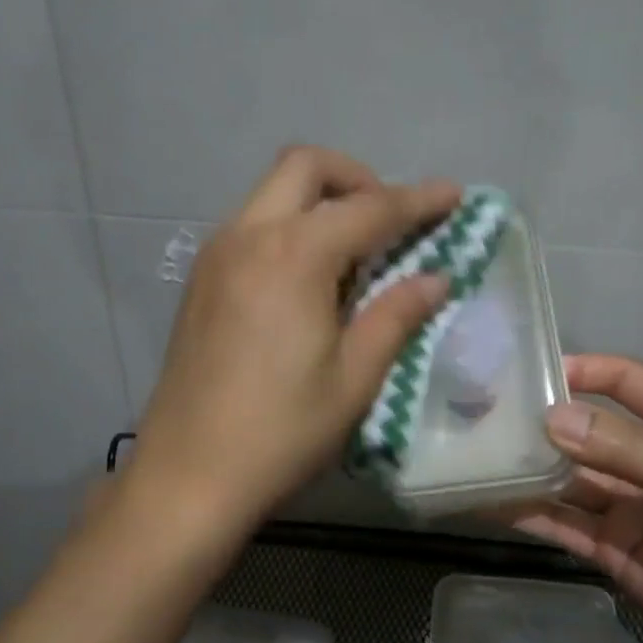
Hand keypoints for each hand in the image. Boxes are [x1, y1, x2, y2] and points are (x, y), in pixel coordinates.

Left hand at [130, 147, 460, 533]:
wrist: (188, 475)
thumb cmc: (281, 431)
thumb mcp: (354, 378)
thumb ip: (396, 316)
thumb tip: (436, 278)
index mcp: (293, 255)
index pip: (369, 209)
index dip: (418, 200)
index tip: (454, 195)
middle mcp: (248, 236)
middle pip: (305, 167)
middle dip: (357, 178)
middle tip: (390, 221)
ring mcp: (215, 255)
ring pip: (273, 193)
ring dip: (319, 201)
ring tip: (354, 253)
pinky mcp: (200, 280)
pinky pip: (251, 225)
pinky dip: (288, 227)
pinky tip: (307, 278)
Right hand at [507, 355, 642, 642]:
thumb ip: (628, 451)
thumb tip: (553, 419)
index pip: (633, 385)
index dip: (590, 372)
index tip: (537, 369)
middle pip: (592, 433)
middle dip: (546, 424)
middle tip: (489, 415)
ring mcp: (631, 509)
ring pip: (570, 480)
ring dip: (530, 470)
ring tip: (478, 455)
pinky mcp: (612, 551)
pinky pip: (564, 524)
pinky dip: (529, 514)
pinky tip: (490, 503)